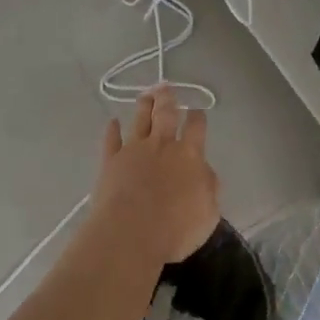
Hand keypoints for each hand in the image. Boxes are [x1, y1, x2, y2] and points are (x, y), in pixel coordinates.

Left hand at [91, 86, 220, 265]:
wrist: (131, 233)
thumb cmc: (176, 228)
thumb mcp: (208, 213)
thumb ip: (208, 187)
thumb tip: (204, 172)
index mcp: (189, 156)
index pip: (196, 128)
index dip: (197, 117)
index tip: (197, 111)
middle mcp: (162, 146)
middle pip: (165, 114)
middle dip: (167, 99)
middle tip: (166, 86)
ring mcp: (134, 151)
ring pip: (140, 121)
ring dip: (144, 106)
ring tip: (146, 94)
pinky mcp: (110, 161)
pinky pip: (111, 140)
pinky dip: (111, 130)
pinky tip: (112, 122)